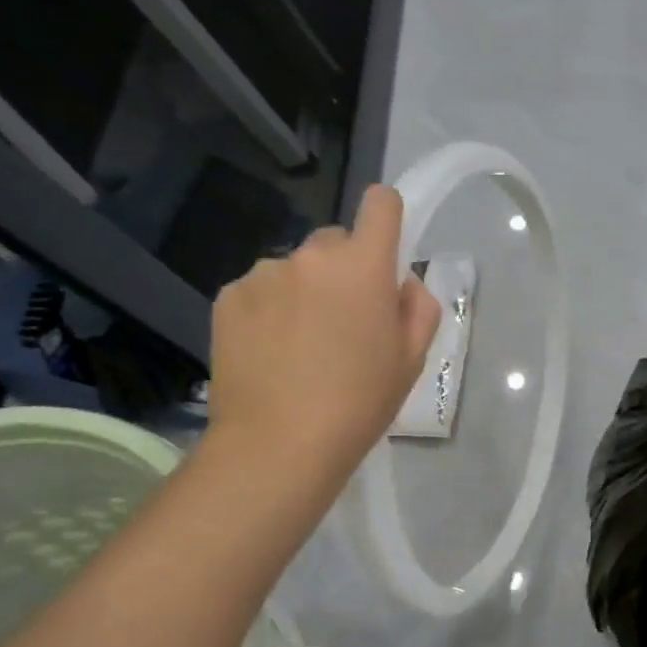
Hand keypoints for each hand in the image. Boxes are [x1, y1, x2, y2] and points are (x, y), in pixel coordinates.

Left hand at [207, 184, 440, 486]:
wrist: (279, 444)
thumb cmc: (359, 403)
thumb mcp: (411, 360)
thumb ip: (418, 307)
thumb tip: (402, 284)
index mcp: (363, 265)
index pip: (380, 202)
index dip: (387, 218)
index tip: (384, 253)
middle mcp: (311, 256)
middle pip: (335, 242)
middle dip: (344, 270)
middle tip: (343, 323)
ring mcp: (263, 273)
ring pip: (295, 269)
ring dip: (303, 291)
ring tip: (300, 347)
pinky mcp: (228, 297)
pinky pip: (259, 290)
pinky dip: (269, 311)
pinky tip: (269, 353)